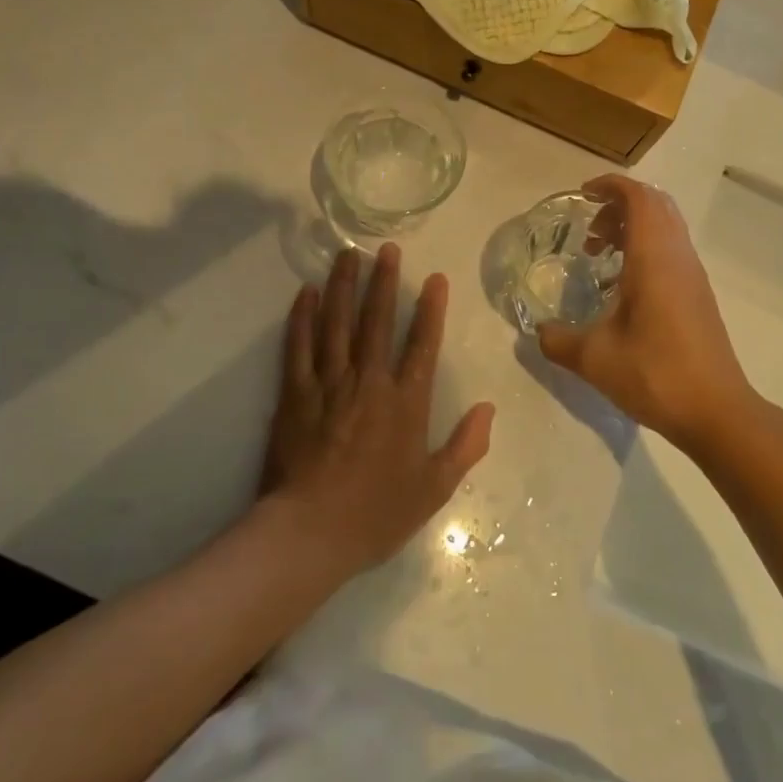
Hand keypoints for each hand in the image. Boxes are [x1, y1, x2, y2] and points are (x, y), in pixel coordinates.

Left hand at [262, 244, 493, 572]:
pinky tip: (305, 293)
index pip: (422, 344)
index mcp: (406, 402)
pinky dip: (301, 317)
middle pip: (377, 321)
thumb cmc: (376, 513)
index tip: (434, 279)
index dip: (431, 309)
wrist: (310, 533)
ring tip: (347, 255)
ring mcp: (329, 383)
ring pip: (337, 323)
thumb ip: (465, 446)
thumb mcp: (434, 489)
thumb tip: (488, 408)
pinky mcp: (295, 393)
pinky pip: (298, 346)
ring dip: (343, 286)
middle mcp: (369, 381)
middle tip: (386, 248)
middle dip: (384, 282)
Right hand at [537, 176, 761, 452]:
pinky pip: (671, 249)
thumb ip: (557, 340)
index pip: (639, 198)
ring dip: (632, 227)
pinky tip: (622, 285)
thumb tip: (537, 331)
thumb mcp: (594, 359)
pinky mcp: (698, 294)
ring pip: (665, 227)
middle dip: (619, 205)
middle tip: (590, 229)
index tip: (584, 194)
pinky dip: (645, 248)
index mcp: (654, 258)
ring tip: (601, 254)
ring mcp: (692, 275)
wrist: (717, 411)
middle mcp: (677, 256)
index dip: (611, 186)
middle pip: (655, 205)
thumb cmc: (655, 375)